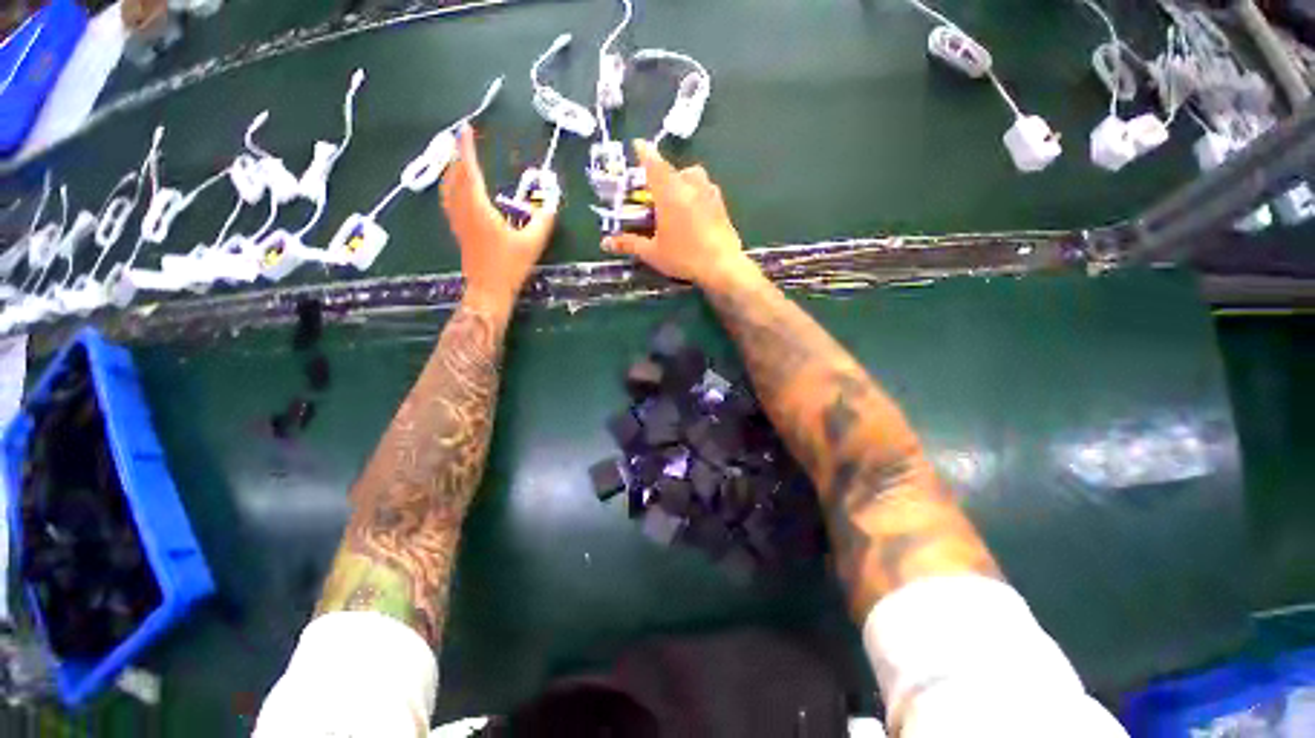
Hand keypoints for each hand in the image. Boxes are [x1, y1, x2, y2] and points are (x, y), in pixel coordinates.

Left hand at [441, 124, 555, 308]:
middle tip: (463, 141)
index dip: (467, 149)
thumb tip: (553, 205)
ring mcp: (458, 221)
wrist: (489, 289)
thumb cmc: (509, 266)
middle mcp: (464, 210)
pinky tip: (457, 189)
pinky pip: (449, 200)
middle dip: (457, 156)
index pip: (470, 171)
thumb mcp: (532, 243)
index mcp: (479, 209)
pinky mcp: (458, 231)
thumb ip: (544, 222)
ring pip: (448, 188)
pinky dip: (451, 186)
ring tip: (458, 159)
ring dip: (451, 170)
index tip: (465, 129)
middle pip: (454, 176)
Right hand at [602, 141, 751, 289]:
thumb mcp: (652, 252)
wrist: (722, 266)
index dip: (644, 153)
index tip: (637, 144)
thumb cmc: (684, 257)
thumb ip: (629, 244)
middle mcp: (690, 185)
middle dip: (661, 174)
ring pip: (693, 176)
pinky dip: (695, 192)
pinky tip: (693, 212)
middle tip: (654, 190)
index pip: (653, 163)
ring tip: (675, 199)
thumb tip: (605, 243)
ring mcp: (709, 193)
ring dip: (681, 180)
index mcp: (670, 192)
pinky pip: (705, 188)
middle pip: (673, 169)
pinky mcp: (721, 204)